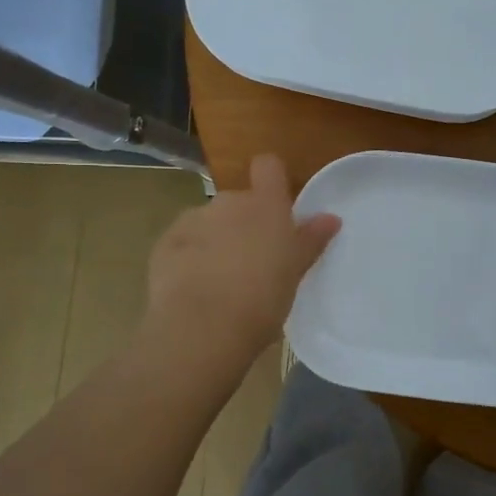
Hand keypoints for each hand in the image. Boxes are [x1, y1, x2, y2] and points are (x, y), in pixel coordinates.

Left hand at [143, 155, 340, 362]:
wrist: (202, 328)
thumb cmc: (262, 298)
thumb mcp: (295, 271)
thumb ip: (310, 240)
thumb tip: (330, 218)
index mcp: (265, 205)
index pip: (268, 167)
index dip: (272, 179)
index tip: (277, 204)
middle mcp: (228, 203)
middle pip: (239, 201)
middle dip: (244, 224)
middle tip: (253, 261)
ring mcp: (192, 220)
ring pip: (209, 223)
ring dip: (215, 241)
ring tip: (220, 281)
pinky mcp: (164, 244)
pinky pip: (182, 243)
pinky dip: (188, 258)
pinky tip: (193, 289)